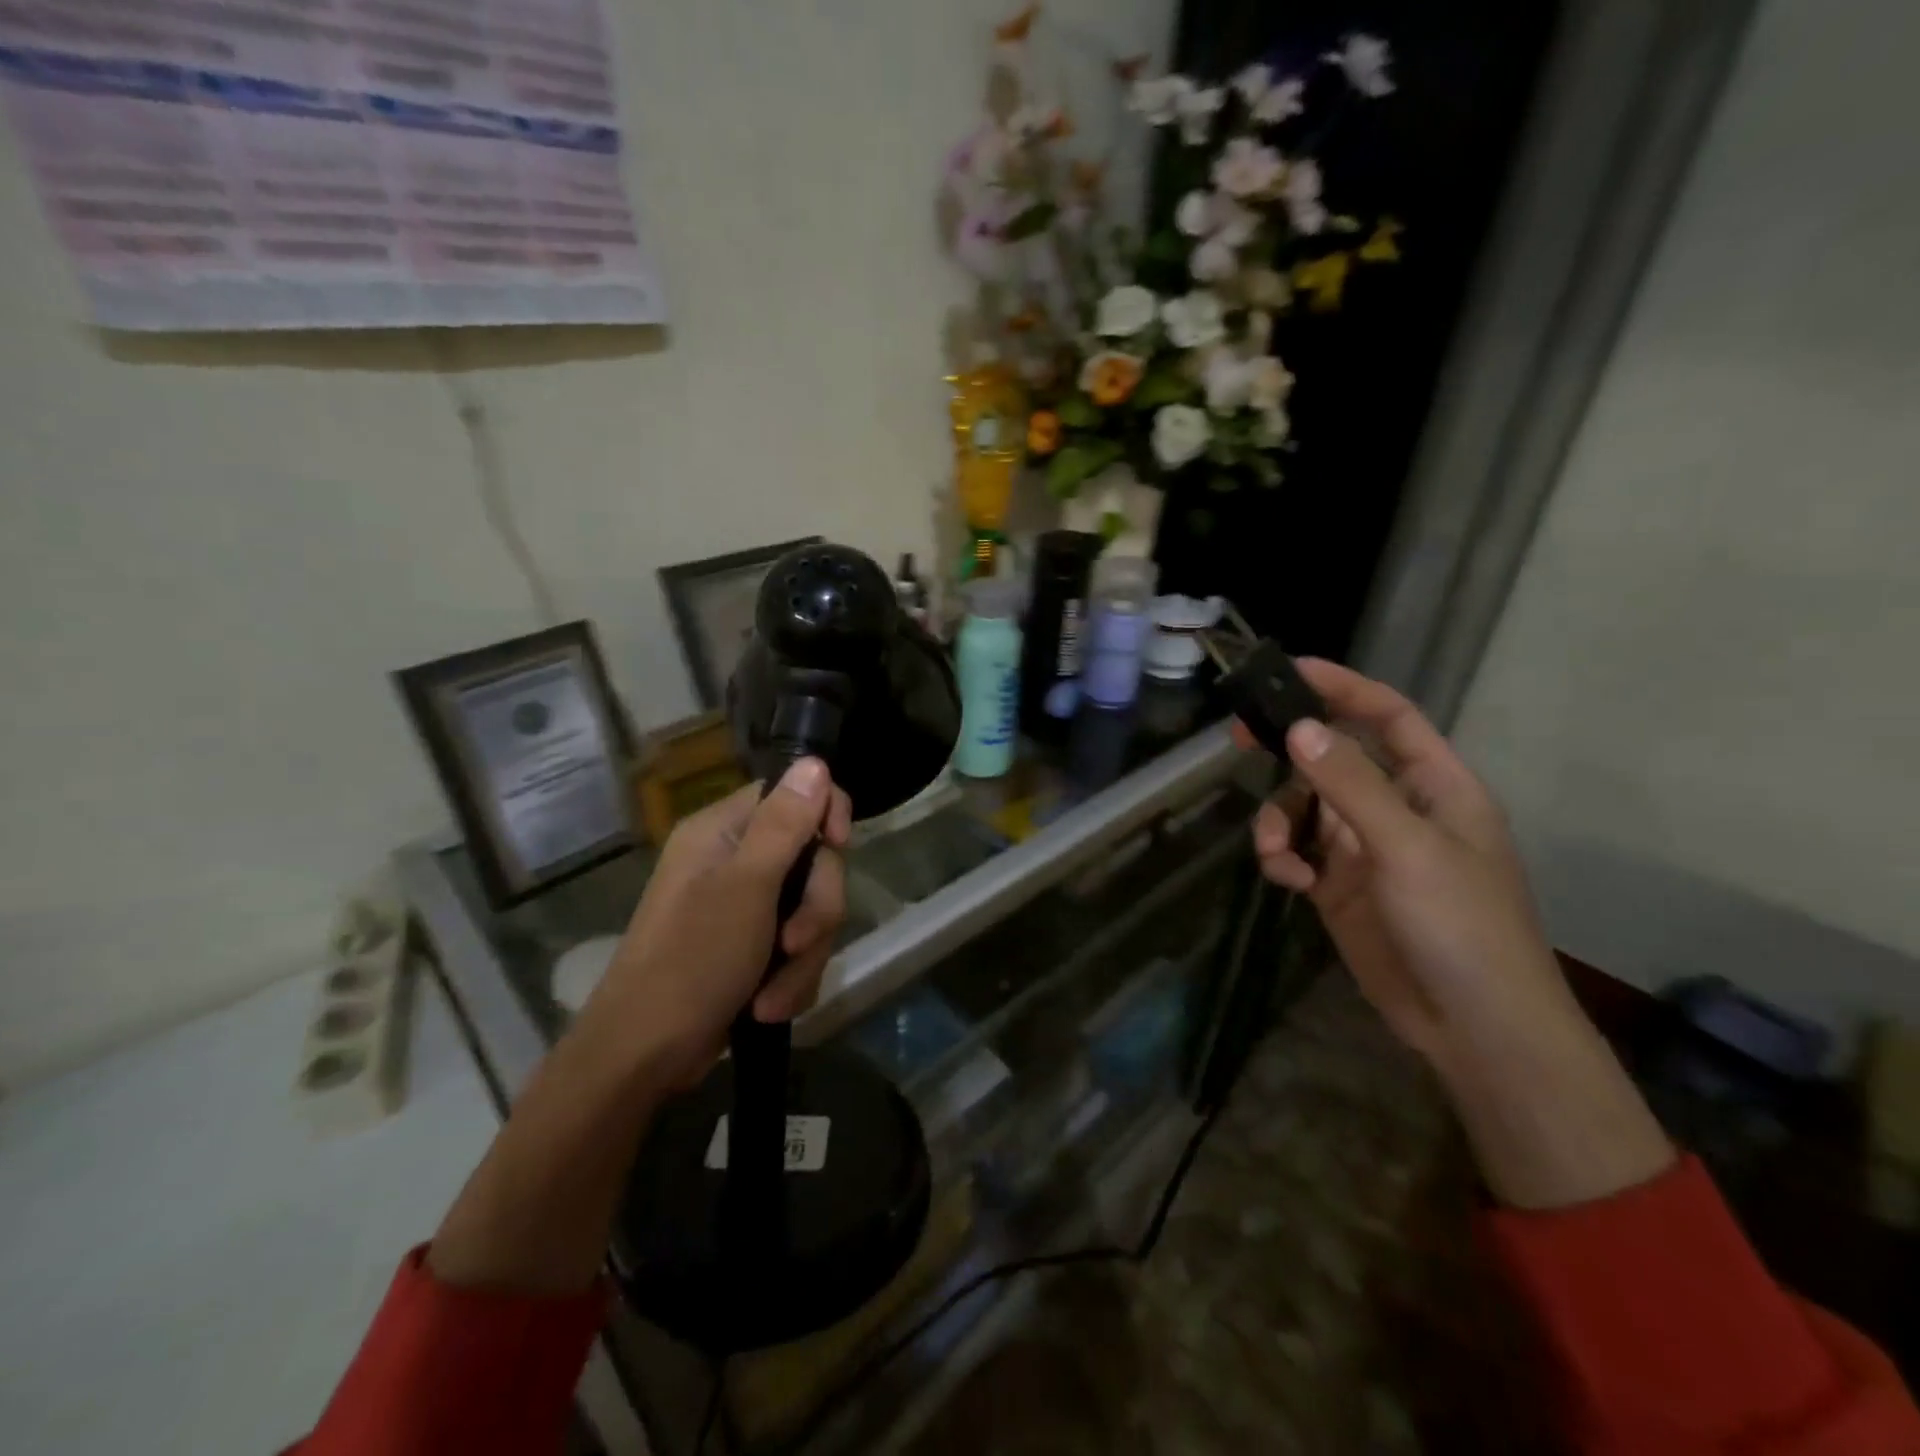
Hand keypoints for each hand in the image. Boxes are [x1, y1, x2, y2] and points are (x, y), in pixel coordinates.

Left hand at [577, 757, 851, 1090]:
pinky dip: (791, 980)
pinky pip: (799, 948)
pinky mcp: (752, 948)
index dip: (826, 815)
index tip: (838, 845)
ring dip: (802, 958)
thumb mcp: (747, 887)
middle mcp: (736, 860)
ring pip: (812, 912)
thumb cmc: (691, 961)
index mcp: (724, 831)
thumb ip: (785, 823)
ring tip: (771, 996)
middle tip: (792, 943)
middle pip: (814, 861)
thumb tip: (816, 762)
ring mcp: (745, 907)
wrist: (644, 1056)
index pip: (794, 794)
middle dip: (814, 912)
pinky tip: (767, 1006)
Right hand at [1237, 659, 1671, 1208]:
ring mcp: (1365, 849)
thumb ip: (1350, 786)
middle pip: (1332, 758)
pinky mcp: (1339, 887)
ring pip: (1303, 807)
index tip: (1287, 672)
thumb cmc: (1462, 927)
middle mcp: (1397, 809)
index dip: (1342, 688)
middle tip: (1238, 740)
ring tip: (1275, 852)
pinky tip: (1288, 882)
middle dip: (1289, 751)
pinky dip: (1282, 859)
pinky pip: (1296, 852)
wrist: (1474, 1029)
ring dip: (1278, 821)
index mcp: (1435, 787)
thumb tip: (1300, 729)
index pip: (1387, 717)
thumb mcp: (1407, 848)